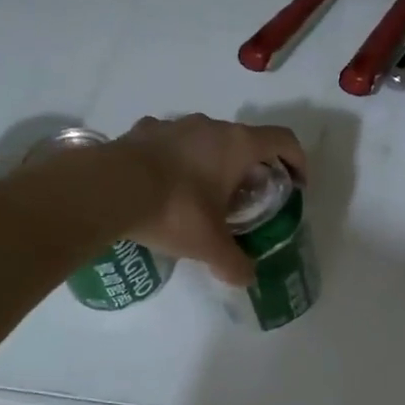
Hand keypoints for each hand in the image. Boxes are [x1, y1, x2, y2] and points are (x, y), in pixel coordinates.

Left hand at [112, 115, 307, 286]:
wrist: (107, 189)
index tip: (296, 184)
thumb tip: (246, 279)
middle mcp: (210, 126)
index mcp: (237, 145)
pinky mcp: (143, 131)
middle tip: (246, 199)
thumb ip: (233, 263)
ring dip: (212, 161)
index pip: (283, 140)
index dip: (297, 160)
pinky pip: (170, 143)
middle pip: (245, 140)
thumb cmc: (174, 210)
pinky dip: (176, 160)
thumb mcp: (209, 245)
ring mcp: (174, 125)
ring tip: (202, 193)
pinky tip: (163, 186)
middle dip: (251, 167)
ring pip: (206, 139)